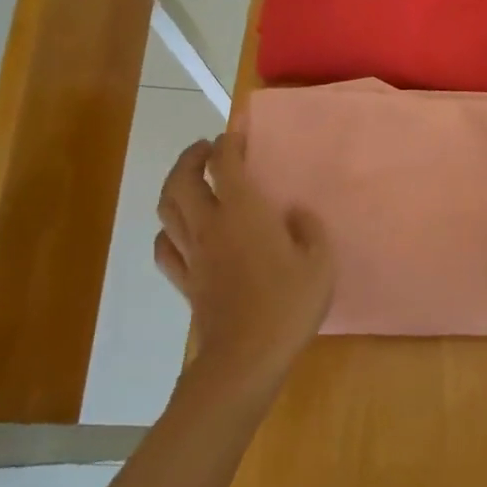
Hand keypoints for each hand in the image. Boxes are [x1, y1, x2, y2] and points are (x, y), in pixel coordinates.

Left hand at [154, 131, 333, 394]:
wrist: (247, 356)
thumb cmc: (289, 304)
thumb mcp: (320, 262)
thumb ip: (309, 229)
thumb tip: (294, 214)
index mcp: (244, 213)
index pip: (226, 164)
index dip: (230, 141)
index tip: (237, 130)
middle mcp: (210, 225)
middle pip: (182, 180)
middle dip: (190, 157)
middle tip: (206, 149)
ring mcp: (193, 255)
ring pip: (166, 210)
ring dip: (173, 186)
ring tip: (188, 180)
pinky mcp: (185, 282)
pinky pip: (165, 249)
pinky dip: (167, 232)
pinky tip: (178, 232)